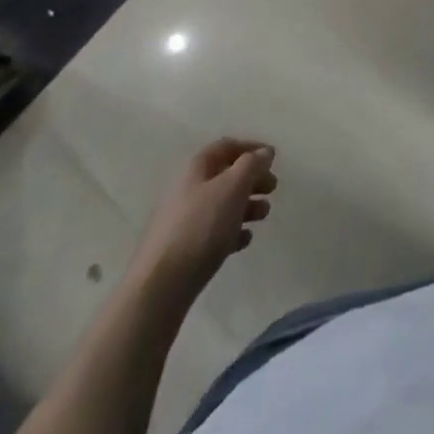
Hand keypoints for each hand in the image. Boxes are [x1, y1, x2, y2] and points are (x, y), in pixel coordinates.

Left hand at [133, 138, 277, 295]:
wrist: (160, 287)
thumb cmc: (201, 227)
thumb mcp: (232, 187)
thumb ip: (252, 165)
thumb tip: (265, 152)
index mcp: (197, 169)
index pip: (226, 146)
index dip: (250, 148)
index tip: (272, 158)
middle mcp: (188, 190)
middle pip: (225, 176)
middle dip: (251, 179)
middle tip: (273, 188)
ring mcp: (184, 222)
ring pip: (222, 205)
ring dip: (246, 206)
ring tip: (264, 215)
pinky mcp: (184, 251)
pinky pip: (214, 233)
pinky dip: (232, 232)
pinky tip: (244, 241)